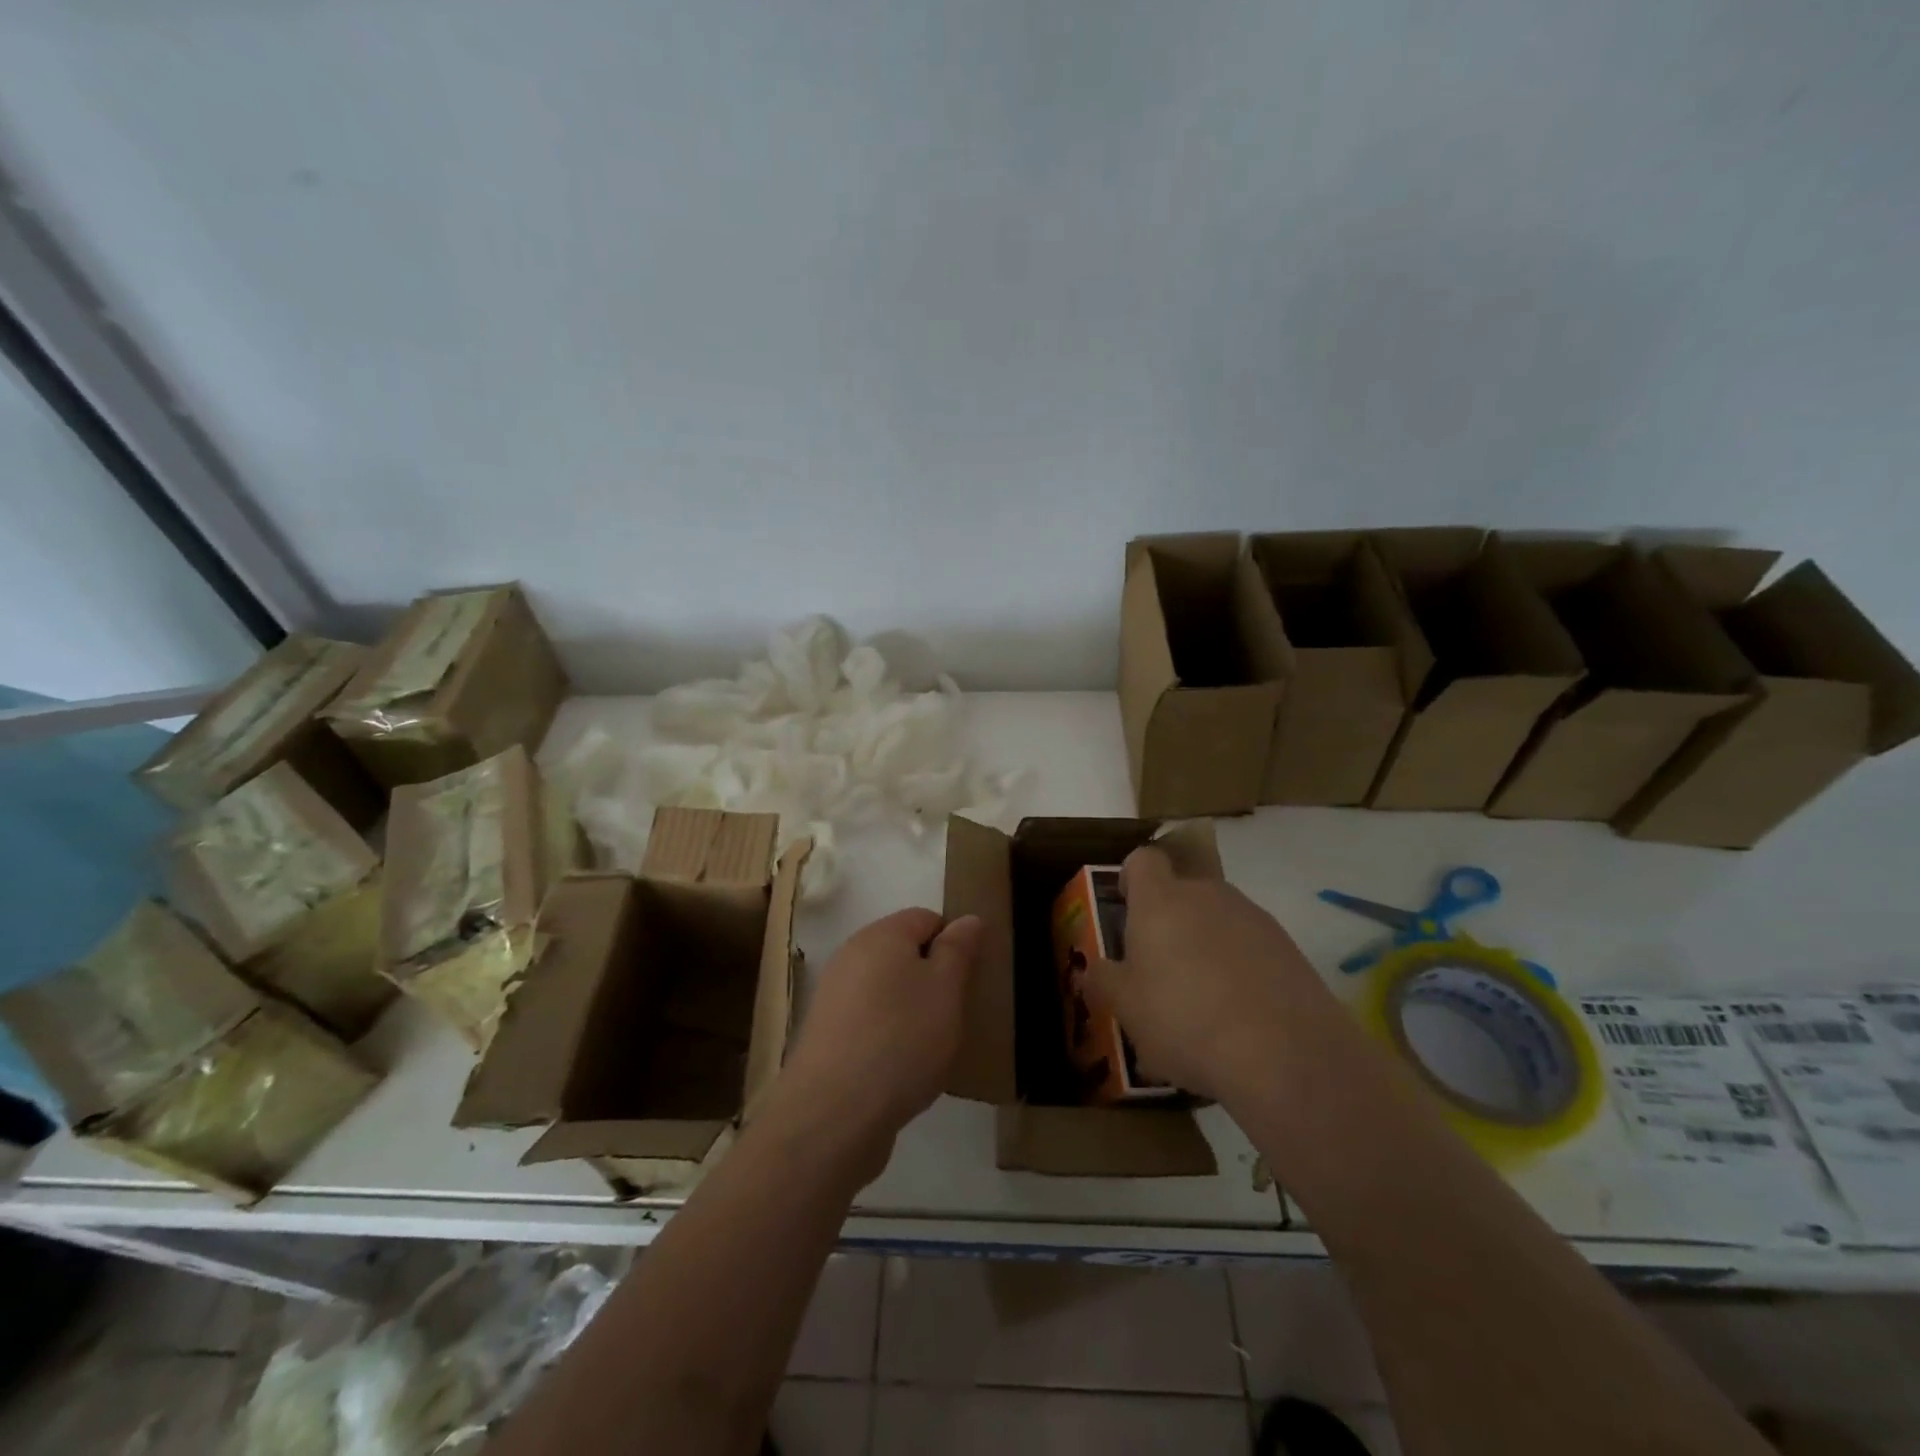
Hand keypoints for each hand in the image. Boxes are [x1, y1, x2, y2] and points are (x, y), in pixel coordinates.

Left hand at [773, 909, 981, 1170]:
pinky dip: (888, 1034)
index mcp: (881, 935)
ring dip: (911, 1009)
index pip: (926, 918)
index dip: (954, 942)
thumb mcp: (946, 989)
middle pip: (902, 953)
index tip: (971, 979)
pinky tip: (902, 1066)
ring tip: (932, 1045)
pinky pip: (868, 1021)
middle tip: (956, 1012)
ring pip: (885, 989)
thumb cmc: (902, 1038)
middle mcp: (851, 956)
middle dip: (932, 977)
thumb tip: (968, 918)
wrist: (834, 1112)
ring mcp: (833, 996)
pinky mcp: (826, 1035)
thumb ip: (958, 950)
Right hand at [1085, 846, 1324, 1107]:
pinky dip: (1241, 969)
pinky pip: (1252, 947)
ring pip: (1219, 920)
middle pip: (1183, 891)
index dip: (1132, 876)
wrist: (1284, 1054)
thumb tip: (1092, 969)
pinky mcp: (1289, 948)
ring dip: (1206, 946)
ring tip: (1201, 1002)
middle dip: (1170, 920)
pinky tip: (1238, 1017)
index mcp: (1160, 900)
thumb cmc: (1183, 1019)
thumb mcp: (1126, 1008)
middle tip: (1159, 967)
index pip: (1143, 860)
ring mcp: (1253, 918)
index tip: (1126, 905)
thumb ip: (1104, 981)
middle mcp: (1207, 895)